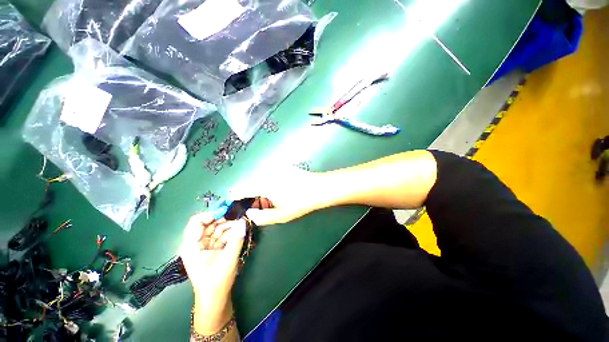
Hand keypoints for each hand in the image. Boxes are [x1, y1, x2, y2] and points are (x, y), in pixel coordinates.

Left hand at [179, 213, 244, 333]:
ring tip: (242, 223)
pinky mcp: (212, 249)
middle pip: (208, 224)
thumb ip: (236, 239)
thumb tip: (243, 221)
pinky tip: (239, 231)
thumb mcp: (228, 259)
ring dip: (229, 225)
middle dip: (224, 219)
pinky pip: (221, 235)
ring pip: (216, 228)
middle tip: (239, 216)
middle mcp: (196, 243)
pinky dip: (230, 232)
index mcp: (191, 246)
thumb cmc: (217, 281)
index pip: (196, 222)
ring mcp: (204, 246)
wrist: (215, 299)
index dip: (211, 214)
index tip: (227, 211)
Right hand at [229, 164, 326, 225]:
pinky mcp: (281, 166)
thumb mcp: (281, 215)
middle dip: (250, 196)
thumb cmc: (300, 202)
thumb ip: (261, 217)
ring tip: (269, 201)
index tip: (234, 204)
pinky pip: (268, 175)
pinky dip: (267, 184)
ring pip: (259, 179)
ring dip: (259, 191)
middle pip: (249, 184)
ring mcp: (274, 167)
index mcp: (263, 184)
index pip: (240, 189)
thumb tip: (249, 214)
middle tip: (258, 208)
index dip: (235, 197)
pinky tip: (277, 192)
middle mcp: (266, 173)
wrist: (318, 188)